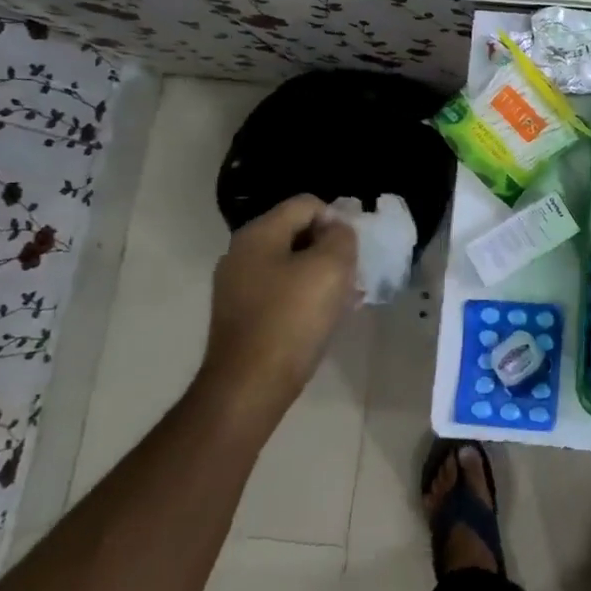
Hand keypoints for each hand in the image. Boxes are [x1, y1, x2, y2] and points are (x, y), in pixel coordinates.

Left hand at [199, 195, 358, 425]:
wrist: (250, 386)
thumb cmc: (292, 319)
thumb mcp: (330, 267)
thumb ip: (341, 237)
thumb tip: (337, 230)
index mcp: (259, 234)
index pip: (306, 204)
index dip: (336, 220)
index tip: (352, 250)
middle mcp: (242, 254)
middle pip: (298, 234)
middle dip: (330, 249)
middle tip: (352, 274)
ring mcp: (238, 287)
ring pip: (292, 265)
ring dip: (322, 275)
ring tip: (346, 298)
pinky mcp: (242, 316)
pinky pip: (282, 292)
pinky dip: (306, 297)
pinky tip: (327, 317)